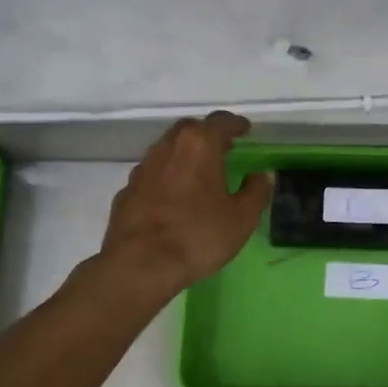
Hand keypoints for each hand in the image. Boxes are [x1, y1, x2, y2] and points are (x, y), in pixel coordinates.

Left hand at [101, 112, 270, 293]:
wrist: (140, 264)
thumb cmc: (198, 236)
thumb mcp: (242, 218)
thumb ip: (256, 192)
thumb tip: (261, 175)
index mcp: (199, 146)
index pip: (220, 122)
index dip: (235, 124)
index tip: (245, 130)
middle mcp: (168, 148)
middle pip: (189, 129)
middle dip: (207, 134)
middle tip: (222, 147)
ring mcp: (143, 169)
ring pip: (167, 150)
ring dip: (184, 155)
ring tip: (199, 172)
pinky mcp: (126, 191)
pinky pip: (152, 175)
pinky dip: (166, 177)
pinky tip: (173, 197)